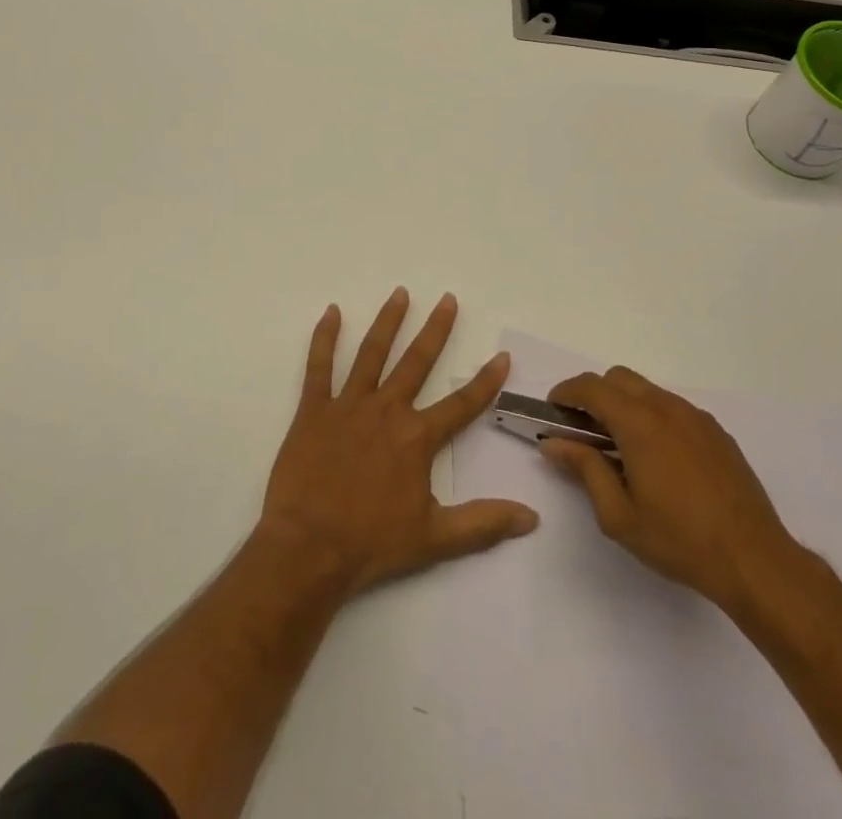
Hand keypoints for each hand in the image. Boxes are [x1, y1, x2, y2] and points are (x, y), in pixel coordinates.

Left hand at [258, 289, 538, 597]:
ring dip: (388, 321)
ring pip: (372, 353)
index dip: (485, 381)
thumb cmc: (372, 543)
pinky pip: (319, 366)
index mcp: (417, 438)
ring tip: (400, 293)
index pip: (461, 404)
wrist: (309, 548)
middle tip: (447, 299)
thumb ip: (483, 523)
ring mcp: (349, 405)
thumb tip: (532, 518)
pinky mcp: (314, 409)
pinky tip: (332, 312)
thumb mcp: (435, 539)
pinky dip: (325, 337)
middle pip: (417, 361)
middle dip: (436, 329)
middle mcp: (387, 410)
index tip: (502, 355)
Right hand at [540, 366, 805, 621]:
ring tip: (619, 446)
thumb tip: (554, 443)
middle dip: (594, 394)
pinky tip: (657, 458)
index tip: (552, 410)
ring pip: (647, 390)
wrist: (755, 561)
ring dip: (624, 404)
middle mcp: (666, 408)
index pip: (591, 388)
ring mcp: (695, 417)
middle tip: (583, 429)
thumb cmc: (680, 540)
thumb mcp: (619, 515)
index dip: (566, 392)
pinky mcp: (716, 431)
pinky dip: (652, 416)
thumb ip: (584, 470)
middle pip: (618, 378)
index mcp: (639, 423)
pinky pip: (672, 408)